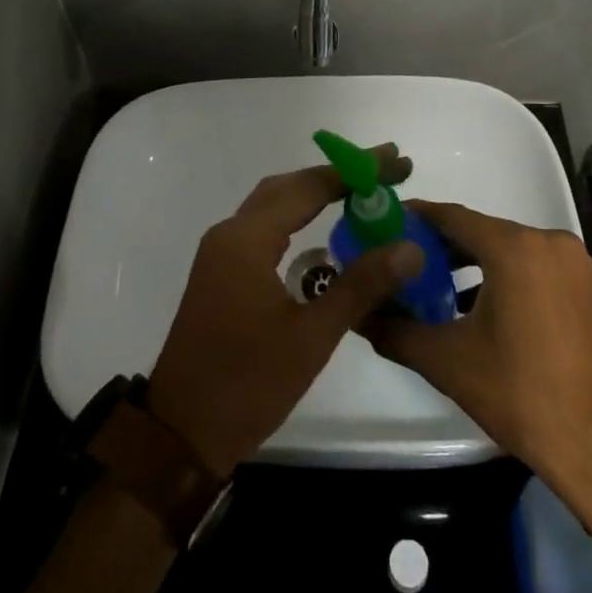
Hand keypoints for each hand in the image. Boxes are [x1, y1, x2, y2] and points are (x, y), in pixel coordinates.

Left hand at [146, 149, 424, 477]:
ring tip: (362, 190)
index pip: (309, 187)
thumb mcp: (312, 337)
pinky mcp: (221, 270)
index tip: (396, 159)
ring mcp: (221, 251)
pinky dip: (297, 214)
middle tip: (385, 171)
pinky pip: (264, 225)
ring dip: (316, 191)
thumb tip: (410, 247)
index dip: (354, 171)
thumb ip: (361, 285)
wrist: (180, 433)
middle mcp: (230, 233)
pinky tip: (322, 227)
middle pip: (289, 186)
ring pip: (274, 203)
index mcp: (247, 239)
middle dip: (338, 175)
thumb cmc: (247, 384)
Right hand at [363, 201, 591, 485]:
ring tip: (441, 288)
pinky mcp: (591, 287)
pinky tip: (487, 308)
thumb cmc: (520, 395)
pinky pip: (538, 266)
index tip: (388, 223)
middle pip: (484, 231)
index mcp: (514, 248)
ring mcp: (576, 263)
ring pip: (512, 248)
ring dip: (477, 263)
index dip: (418, 218)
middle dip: (444, 245)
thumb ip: (395, 330)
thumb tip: (359, 314)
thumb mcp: (447, 361)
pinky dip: (510, 276)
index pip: (453, 216)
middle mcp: (549, 241)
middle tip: (408, 262)